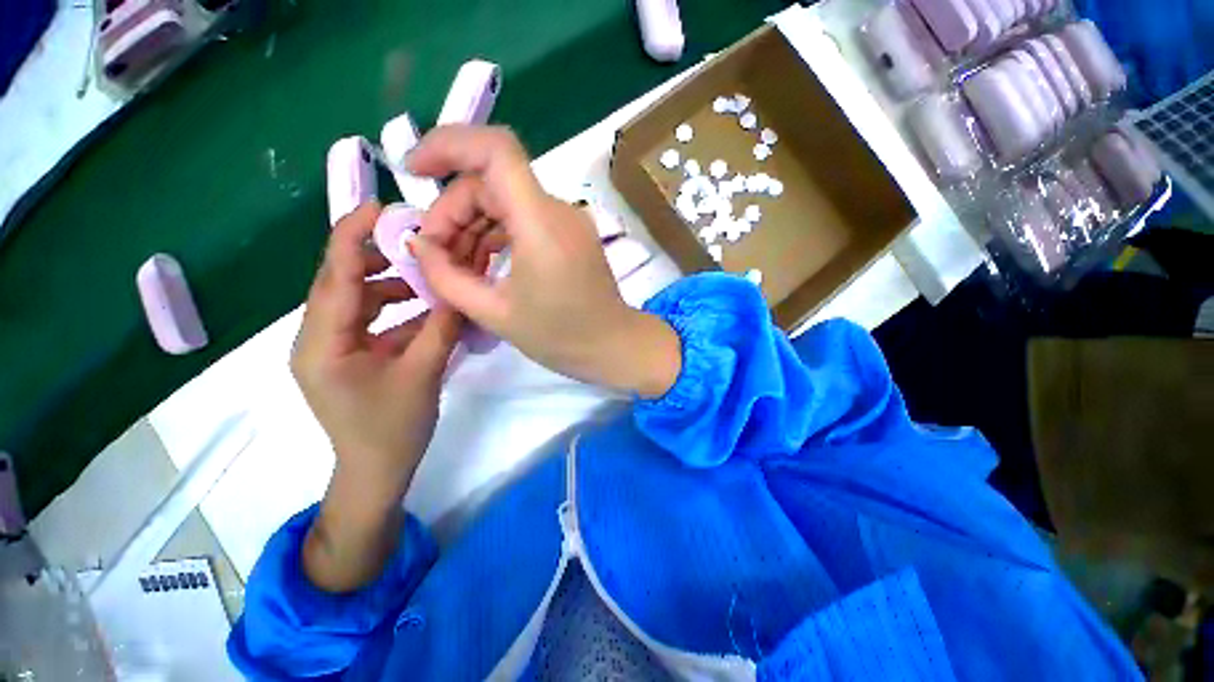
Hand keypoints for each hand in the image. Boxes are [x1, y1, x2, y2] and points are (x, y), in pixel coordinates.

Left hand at [292, 202, 461, 591]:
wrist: (376, 472)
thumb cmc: (392, 429)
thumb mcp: (423, 374)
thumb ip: (440, 327)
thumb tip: (458, 289)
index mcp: (323, 341)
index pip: (335, 274)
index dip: (354, 234)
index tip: (381, 206)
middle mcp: (317, 337)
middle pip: (343, 281)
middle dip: (379, 256)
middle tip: (420, 242)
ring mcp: (332, 346)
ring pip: (358, 299)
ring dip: (392, 284)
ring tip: (430, 276)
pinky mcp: (348, 355)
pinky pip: (370, 319)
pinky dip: (396, 309)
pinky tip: (426, 307)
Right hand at [406, 125, 681, 397]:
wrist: (613, 346)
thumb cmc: (560, 336)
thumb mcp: (495, 313)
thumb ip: (447, 277)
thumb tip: (420, 246)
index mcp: (540, 223)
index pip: (495, 150)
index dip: (448, 144)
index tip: (413, 170)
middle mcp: (557, 210)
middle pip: (491, 182)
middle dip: (453, 211)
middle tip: (434, 254)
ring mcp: (567, 221)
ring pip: (505, 201)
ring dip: (472, 226)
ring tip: (455, 268)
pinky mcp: (570, 234)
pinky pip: (524, 220)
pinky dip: (496, 235)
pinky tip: (482, 266)